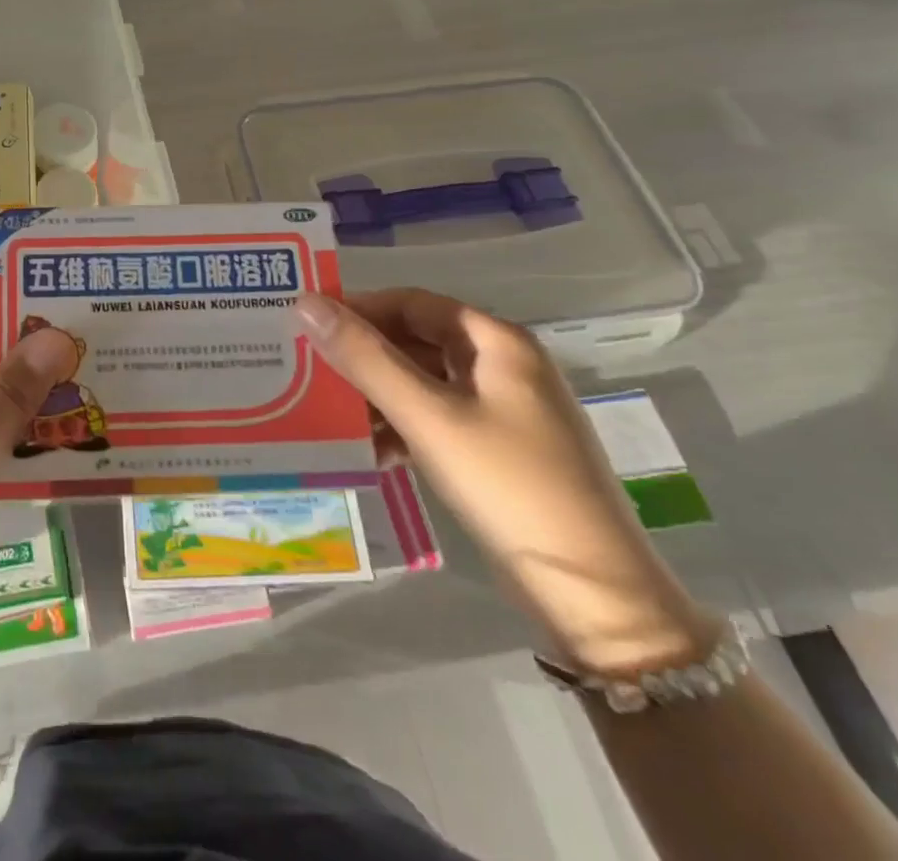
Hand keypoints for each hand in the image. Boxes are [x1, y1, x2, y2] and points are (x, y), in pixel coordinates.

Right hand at [294, 288, 717, 673]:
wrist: (593, 594)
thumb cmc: (507, 485)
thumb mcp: (427, 415)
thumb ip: (365, 357)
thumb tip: (305, 303)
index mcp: (497, 342)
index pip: (412, 302)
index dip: (359, 308)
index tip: (308, 326)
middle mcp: (504, 365)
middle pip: (417, 340)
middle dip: (364, 357)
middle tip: (310, 371)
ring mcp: (505, 410)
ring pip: (424, 382)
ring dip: (379, 395)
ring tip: (333, 417)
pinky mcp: (500, 450)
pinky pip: (438, 419)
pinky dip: (403, 427)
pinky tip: (373, 453)